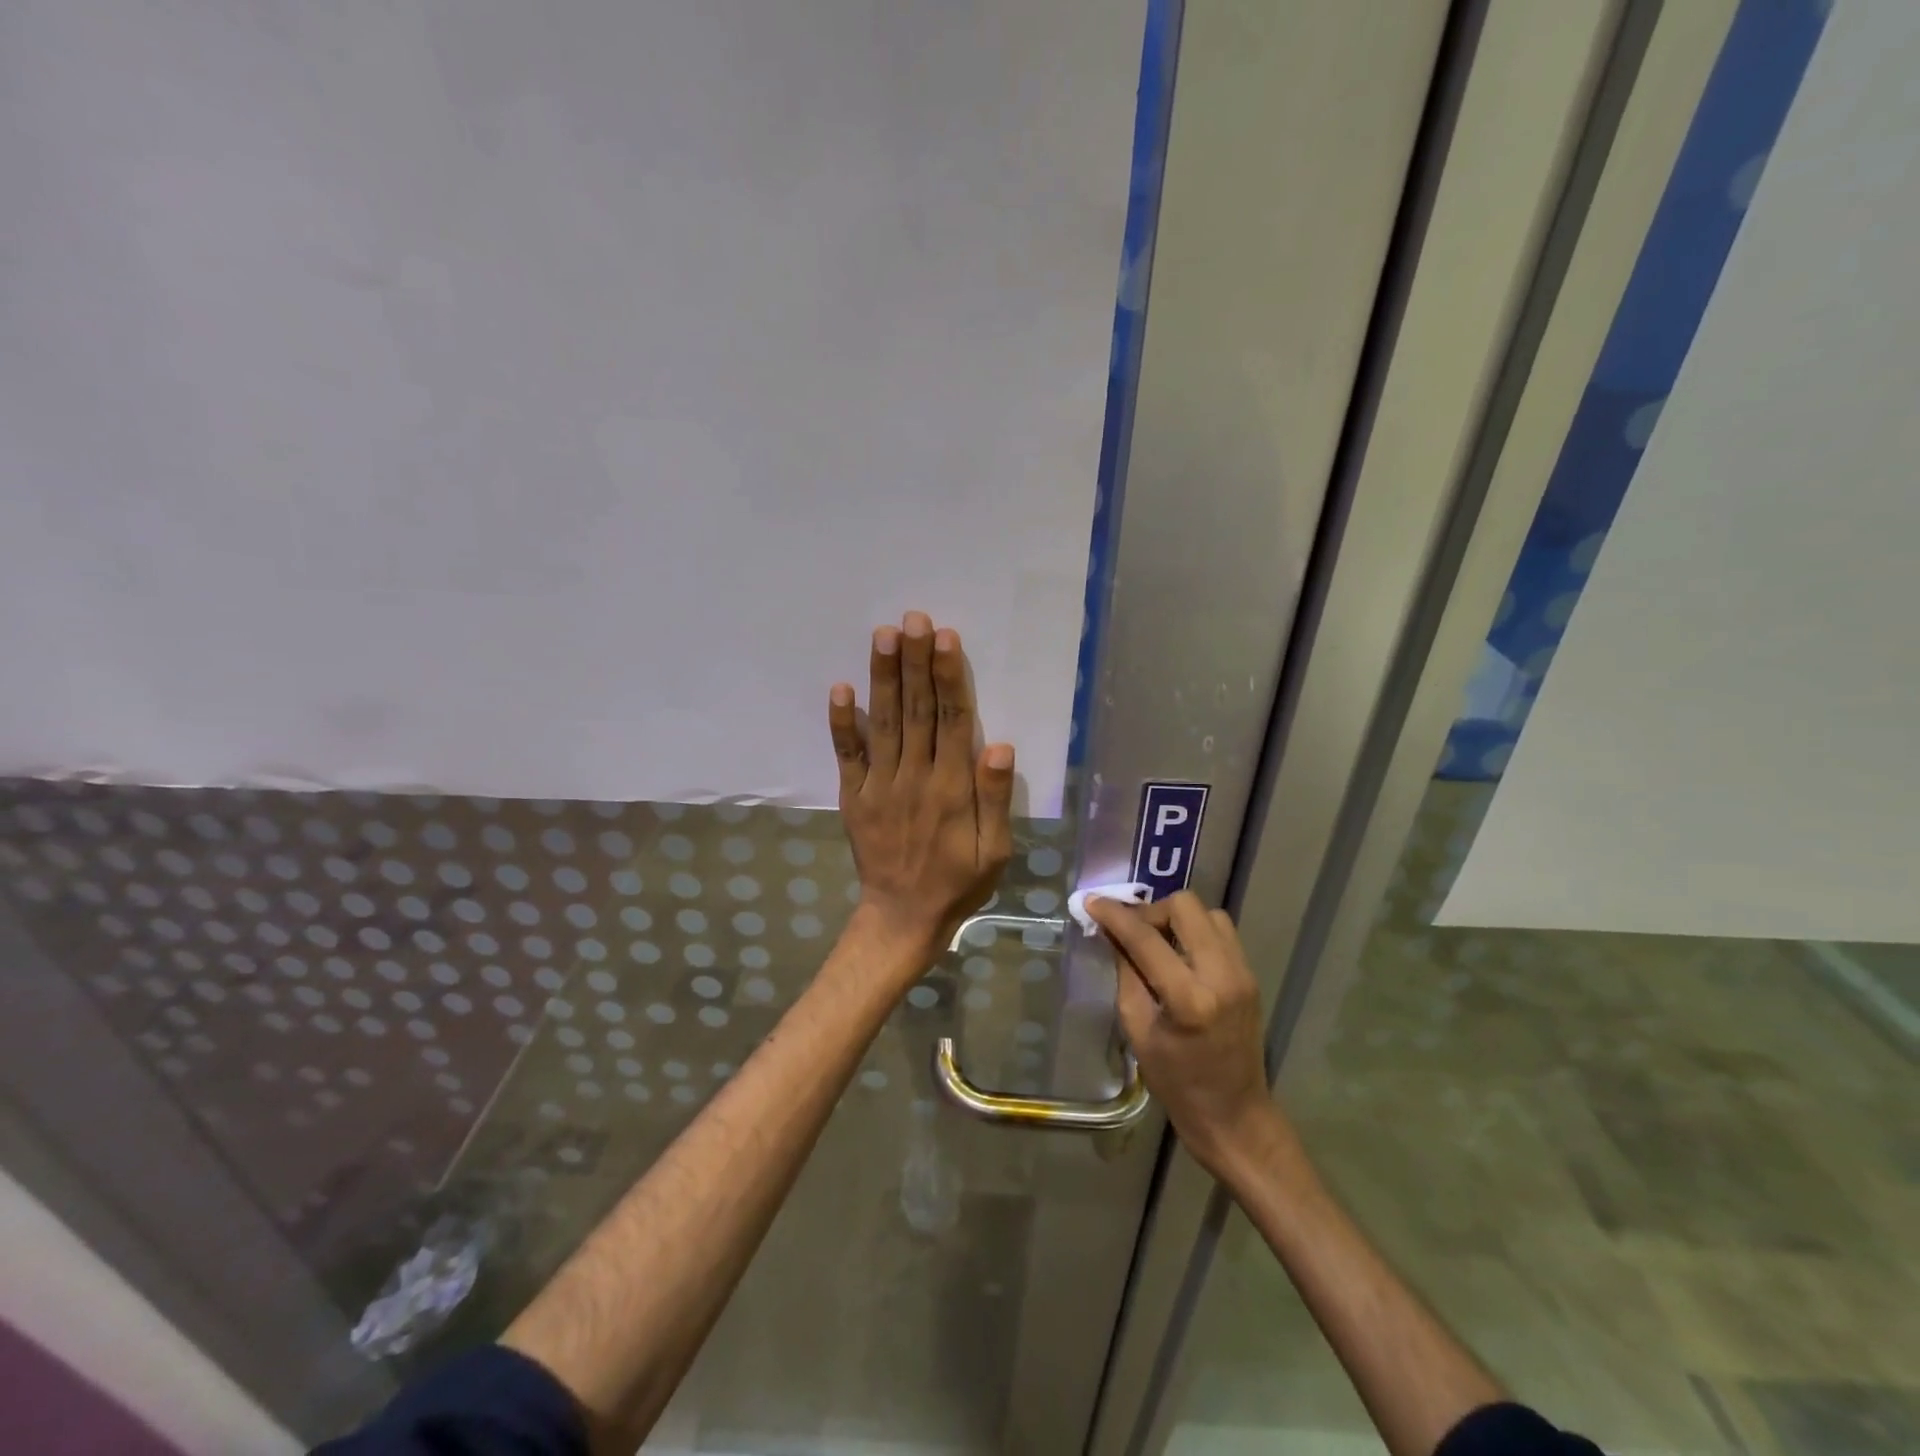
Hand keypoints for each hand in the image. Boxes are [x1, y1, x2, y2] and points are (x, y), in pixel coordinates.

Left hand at [828, 611, 1014, 966]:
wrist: (902, 917)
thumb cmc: (958, 882)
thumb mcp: (994, 851)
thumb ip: (994, 798)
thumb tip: (999, 745)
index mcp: (951, 788)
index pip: (952, 721)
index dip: (948, 677)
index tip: (944, 638)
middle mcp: (914, 777)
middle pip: (916, 710)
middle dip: (915, 662)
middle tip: (913, 619)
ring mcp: (879, 785)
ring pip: (883, 723)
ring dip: (883, 678)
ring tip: (883, 635)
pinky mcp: (855, 797)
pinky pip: (847, 755)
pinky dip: (842, 723)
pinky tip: (840, 688)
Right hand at [1088, 892, 1285, 1177]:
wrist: (1235, 1116)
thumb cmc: (1177, 1084)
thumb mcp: (1138, 1030)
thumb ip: (1125, 974)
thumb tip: (1111, 932)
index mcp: (1189, 999)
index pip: (1146, 938)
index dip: (1115, 915)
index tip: (1092, 902)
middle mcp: (1223, 976)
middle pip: (1186, 907)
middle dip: (1152, 911)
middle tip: (1132, 932)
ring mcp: (1243, 973)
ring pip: (1208, 912)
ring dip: (1177, 918)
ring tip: (1157, 942)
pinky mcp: (1251, 975)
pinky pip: (1221, 932)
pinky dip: (1195, 931)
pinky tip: (1179, 954)